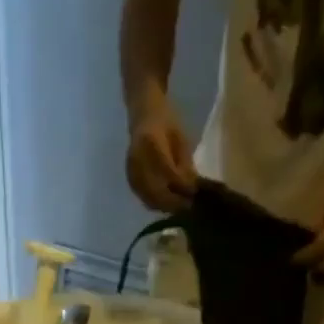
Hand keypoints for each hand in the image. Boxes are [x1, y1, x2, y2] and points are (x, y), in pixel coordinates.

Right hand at [125, 97, 196, 211]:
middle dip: (174, 202)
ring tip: (179, 207)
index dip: (182, 186)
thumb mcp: (180, 139)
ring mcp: (131, 171)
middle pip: (156, 191)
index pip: (168, 173)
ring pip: (149, 198)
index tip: (194, 194)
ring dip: (165, 206)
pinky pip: (143, 197)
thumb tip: (192, 190)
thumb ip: (184, 164)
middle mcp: (137, 160)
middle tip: (188, 206)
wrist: (144, 115)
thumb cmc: (166, 122)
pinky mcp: (130, 179)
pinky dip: (156, 204)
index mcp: (151, 143)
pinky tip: (167, 204)